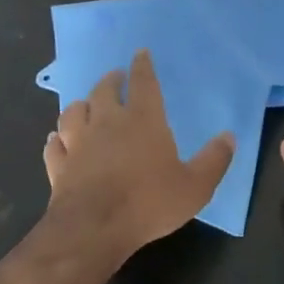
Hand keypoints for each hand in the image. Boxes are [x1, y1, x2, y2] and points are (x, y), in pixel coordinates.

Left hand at [43, 50, 234, 262]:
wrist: (93, 229)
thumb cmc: (148, 203)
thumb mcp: (195, 186)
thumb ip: (214, 160)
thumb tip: (229, 137)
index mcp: (143, 120)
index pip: (143, 82)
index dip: (143, 66)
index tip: (140, 53)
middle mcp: (107, 123)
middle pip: (104, 91)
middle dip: (110, 81)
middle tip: (115, 77)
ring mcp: (78, 144)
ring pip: (73, 112)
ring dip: (80, 105)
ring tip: (85, 104)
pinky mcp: (58, 167)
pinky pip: (54, 146)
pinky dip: (57, 139)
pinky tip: (57, 139)